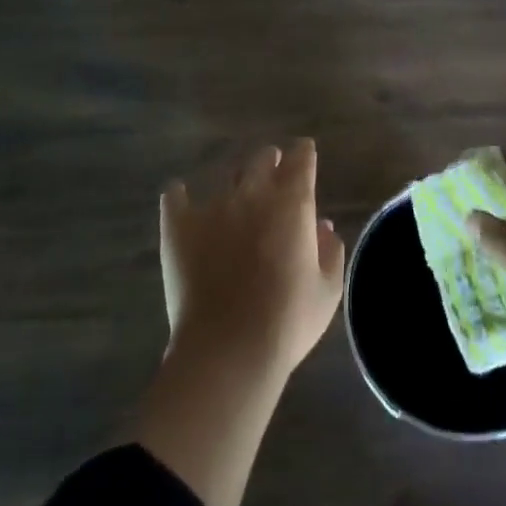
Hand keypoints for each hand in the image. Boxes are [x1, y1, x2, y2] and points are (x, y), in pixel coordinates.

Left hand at [159, 139, 344, 382]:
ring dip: (235, 180)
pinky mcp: (179, 225)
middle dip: (270, 162)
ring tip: (234, 196)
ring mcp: (213, 205)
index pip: (301, 158)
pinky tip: (181, 202)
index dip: (303, 155)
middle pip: (263, 158)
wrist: (228, 350)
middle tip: (272, 175)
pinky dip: (180, 197)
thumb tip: (323, 226)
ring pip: (226, 175)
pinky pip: (175, 197)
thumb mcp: (327, 291)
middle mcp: (254, 192)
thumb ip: (330, 251)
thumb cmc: (287, 321)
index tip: (304, 157)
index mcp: (293, 202)